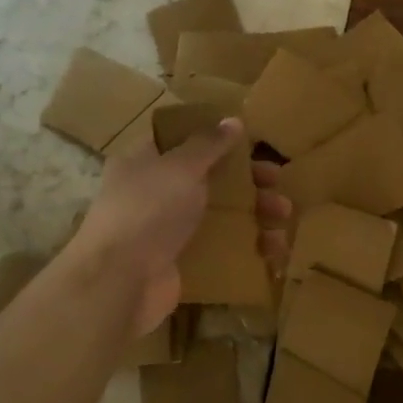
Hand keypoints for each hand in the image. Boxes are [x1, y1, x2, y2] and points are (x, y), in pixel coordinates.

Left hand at [67, 119, 290, 335]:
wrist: (119, 282)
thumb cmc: (148, 209)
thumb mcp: (181, 166)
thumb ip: (209, 144)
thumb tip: (233, 120)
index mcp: (145, 161)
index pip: (184, 141)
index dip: (218, 139)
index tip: (252, 143)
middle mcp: (154, 193)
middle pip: (209, 180)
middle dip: (247, 182)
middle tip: (277, 183)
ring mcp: (166, 231)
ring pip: (218, 216)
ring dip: (254, 215)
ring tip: (283, 219)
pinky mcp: (180, 264)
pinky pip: (218, 251)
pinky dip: (246, 249)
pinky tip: (273, 252)